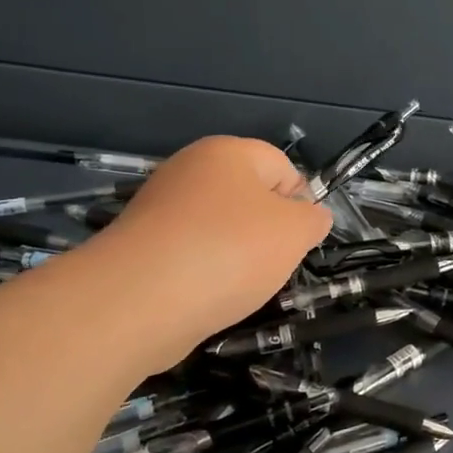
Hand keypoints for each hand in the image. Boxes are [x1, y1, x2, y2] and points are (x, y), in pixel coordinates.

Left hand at [93, 136, 332, 368]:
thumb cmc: (229, 252)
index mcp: (228, 153)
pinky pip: (190, 255)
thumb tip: (311, 216)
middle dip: (268, 233)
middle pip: (249, 199)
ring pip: (220, 231)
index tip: (301, 240)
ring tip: (238, 286)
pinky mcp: (141, 247)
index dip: (301, 202)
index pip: (283, 166)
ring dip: (237, 258)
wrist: (138, 300)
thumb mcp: (295, 232)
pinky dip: (204, 274)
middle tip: (273, 264)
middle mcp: (189, 170)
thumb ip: (313, 219)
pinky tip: (207, 297)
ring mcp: (160, 208)